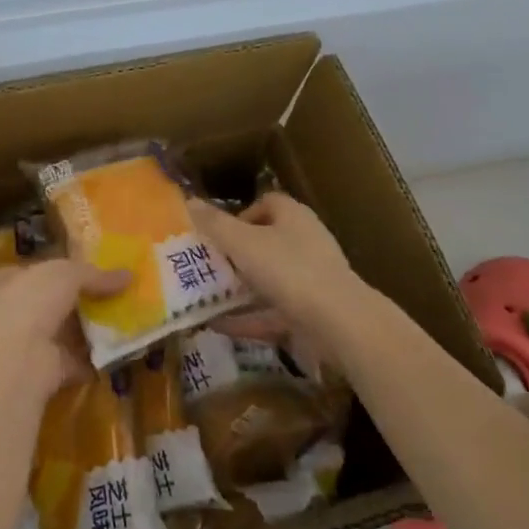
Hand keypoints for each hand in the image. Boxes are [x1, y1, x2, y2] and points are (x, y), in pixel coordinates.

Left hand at [0, 259, 127, 406]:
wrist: (17, 358)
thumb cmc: (33, 301)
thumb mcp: (67, 274)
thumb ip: (94, 274)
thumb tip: (128, 275)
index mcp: (10, 280)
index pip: (36, 271)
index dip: (60, 270)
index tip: (90, 272)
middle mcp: (15, 311)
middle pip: (53, 303)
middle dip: (80, 302)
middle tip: (115, 297)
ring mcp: (28, 344)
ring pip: (64, 333)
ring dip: (89, 331)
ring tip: (124, 322)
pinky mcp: (45, 372)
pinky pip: (75, 362)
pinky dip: (94, 360)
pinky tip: (118, 353)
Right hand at [189, 193, 364, 347]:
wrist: (340, 324)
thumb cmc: (289, 270)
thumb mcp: (243, 243)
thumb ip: (214, 224)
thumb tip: (187, 201)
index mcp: (293, 216)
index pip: (266, 203)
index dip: (240, 214)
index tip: (218, 234)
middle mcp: (305, 241)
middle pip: (266, 241)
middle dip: (236, 254)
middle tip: (208, 265)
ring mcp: (312, 278)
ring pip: (270, 278)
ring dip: (241, 288)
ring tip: (207, 296)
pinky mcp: (314, 311)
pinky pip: (274, 310)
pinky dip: (249, 317)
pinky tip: (220, 327)